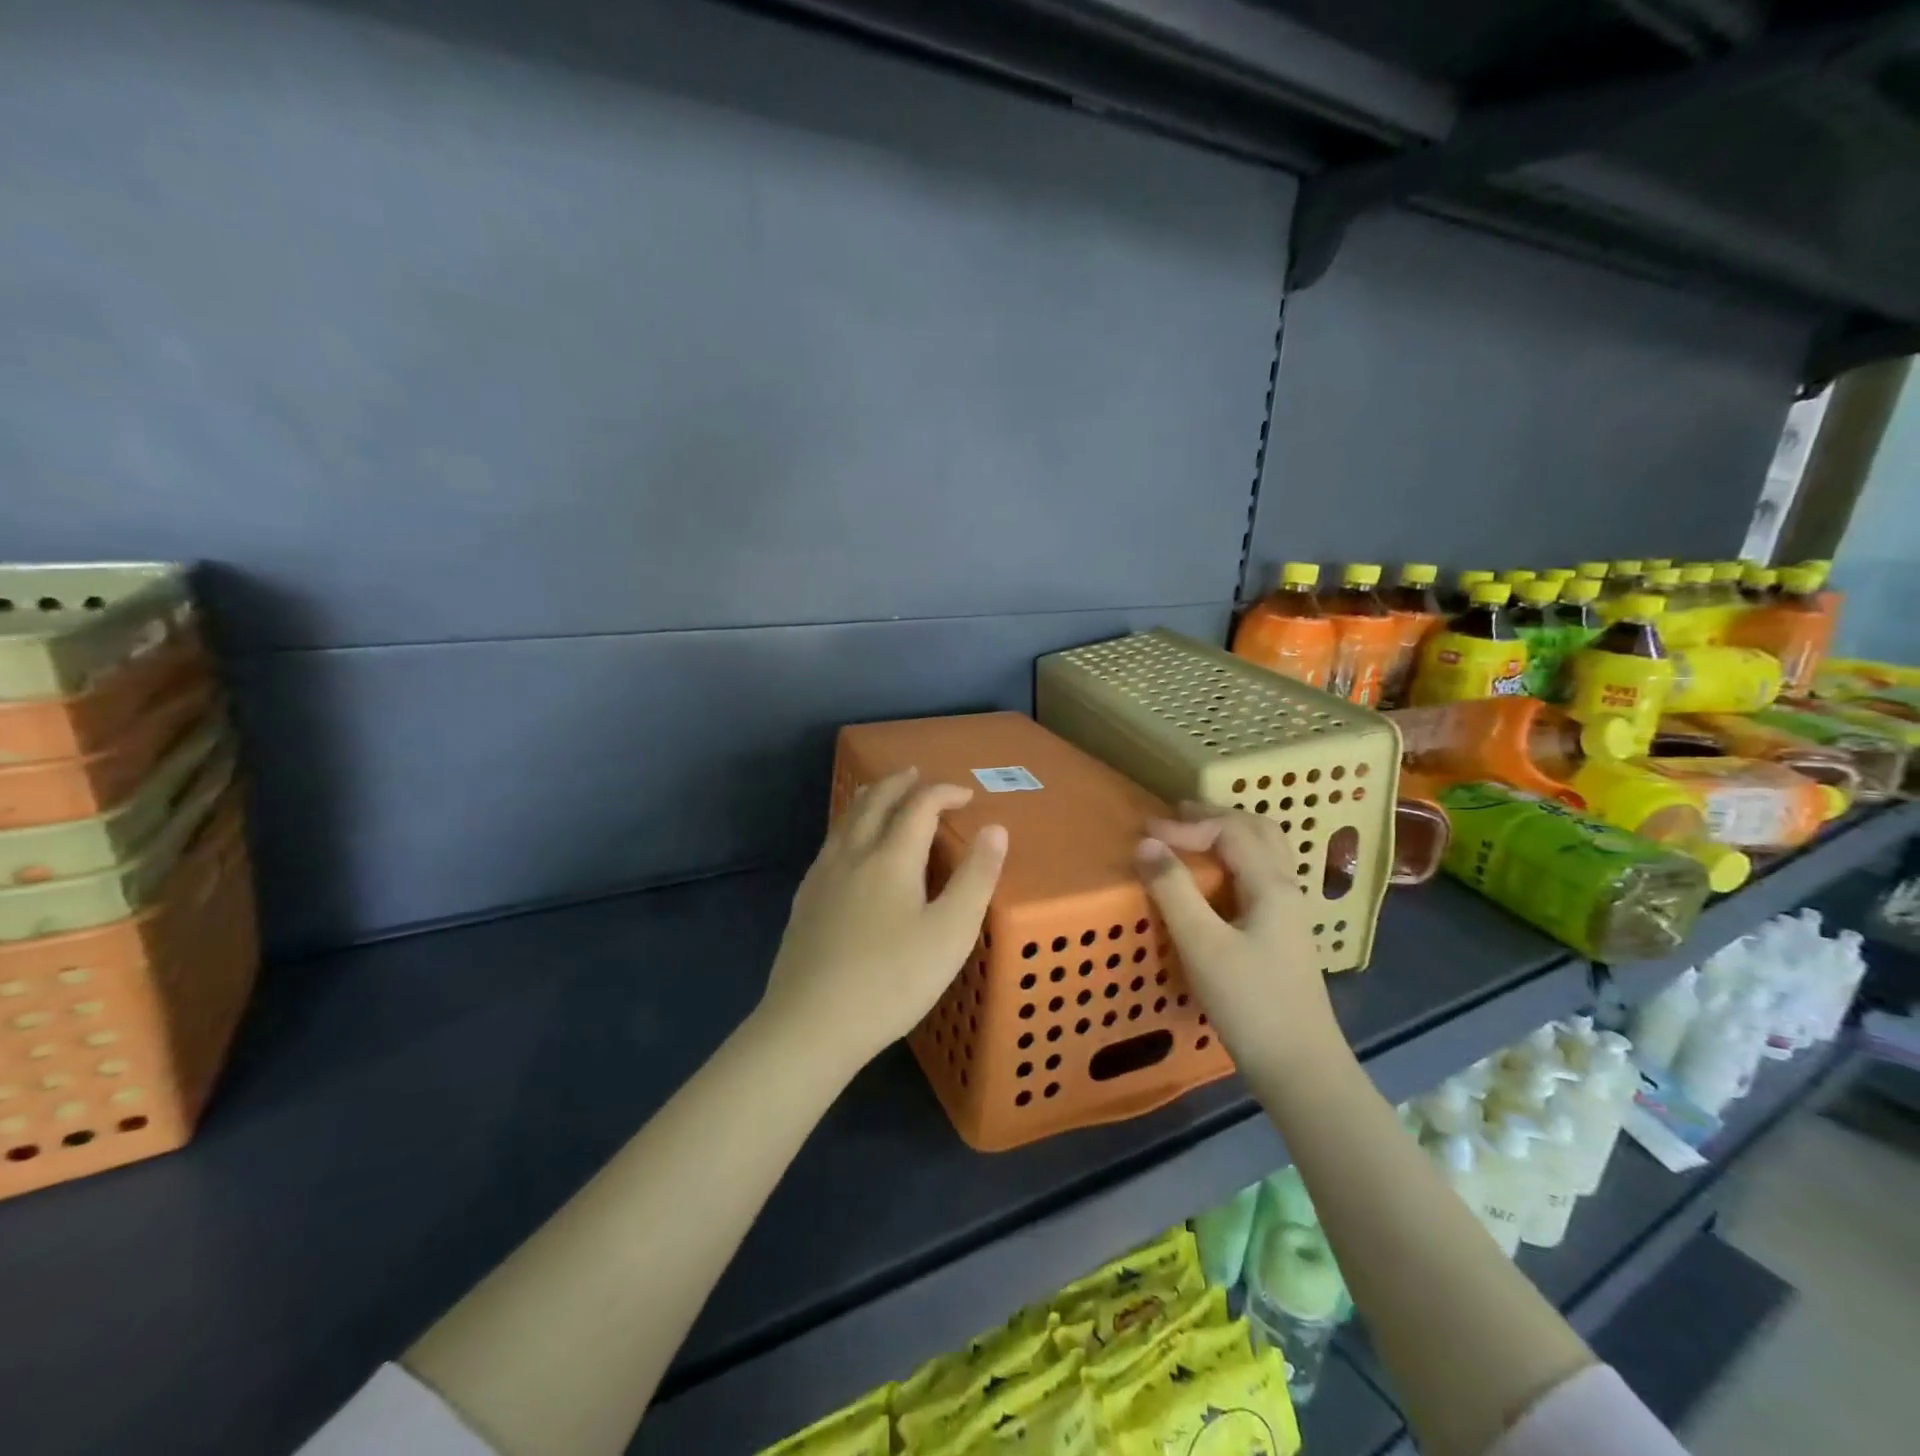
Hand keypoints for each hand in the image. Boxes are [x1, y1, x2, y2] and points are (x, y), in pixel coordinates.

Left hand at [759, 768, 1007, 1072]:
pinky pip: (831, 843)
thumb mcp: (950, 933)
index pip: (919, 806)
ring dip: (869, 799)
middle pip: (875, 802)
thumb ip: (975, 878)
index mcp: (891, 857)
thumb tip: (995, 828)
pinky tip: (848, 847)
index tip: (966, 796)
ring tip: (881, 794)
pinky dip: (849, 826)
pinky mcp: (805, 900)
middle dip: (900, 784)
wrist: (810, 1024)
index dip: (944, 793)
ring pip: (846, 819)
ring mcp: (822, 876)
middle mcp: (853, 854)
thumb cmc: (892, 980)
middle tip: (917, 775)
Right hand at [1135, 805, 1344, 1077]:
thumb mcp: (1202, 945)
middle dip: (1214, 816)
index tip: (1146, 834)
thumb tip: (1146, 844)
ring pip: (1263, 852)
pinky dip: (1233, 859)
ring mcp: (1288, 912)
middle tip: (1173, 817)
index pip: (1230, 829)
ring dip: (1228, 834)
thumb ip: (1173, 890)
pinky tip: (1213, 879)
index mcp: (1272, 885)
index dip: (1187, 824)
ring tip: (1191, 837)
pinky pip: (1259, 875)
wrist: (1300, 1068)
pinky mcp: (1282, 934)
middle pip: (1257, 830)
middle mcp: (1286, 888)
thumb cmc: (1250, 1004)